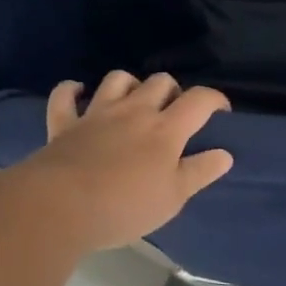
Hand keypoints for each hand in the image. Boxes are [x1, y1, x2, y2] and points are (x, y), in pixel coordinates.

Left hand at [15, 72, 233, 251]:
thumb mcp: (173, 198)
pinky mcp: (64, 123)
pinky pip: (64, 96)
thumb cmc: (125, 206)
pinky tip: (78, 93)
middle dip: (172, 91)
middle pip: (159, 82)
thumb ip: (200, 172)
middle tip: (174, 113)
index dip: (215, 100)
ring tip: (134, 102)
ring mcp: (96, 113)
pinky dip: (71, 91)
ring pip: (117, 79)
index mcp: (165, 129)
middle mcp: (133, 111)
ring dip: (130, 84)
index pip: (199, 100)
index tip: (221, 112)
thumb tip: (225, 154)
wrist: (60, 206)